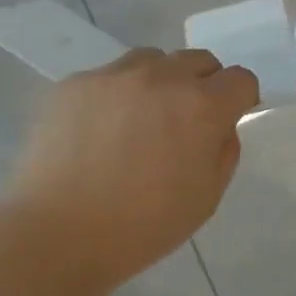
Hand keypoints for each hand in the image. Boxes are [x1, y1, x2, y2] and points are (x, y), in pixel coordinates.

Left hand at [2, 49, 258, 292]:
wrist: (55, 235)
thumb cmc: (141, 227)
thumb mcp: (206, 198)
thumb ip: (224, 150)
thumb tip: (219, 124)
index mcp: (201, 106)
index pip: (240, 79)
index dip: (240, 99)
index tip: (228, 119)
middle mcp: (161, 77)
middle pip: (198, 60)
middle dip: (203, 84)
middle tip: (184, 122)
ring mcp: (114, 75)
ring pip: (152, 60)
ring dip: (159, 82)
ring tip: (139, 121)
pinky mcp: (75, 83)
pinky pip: (108, 77)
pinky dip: (115, 96)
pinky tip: (98, 132)